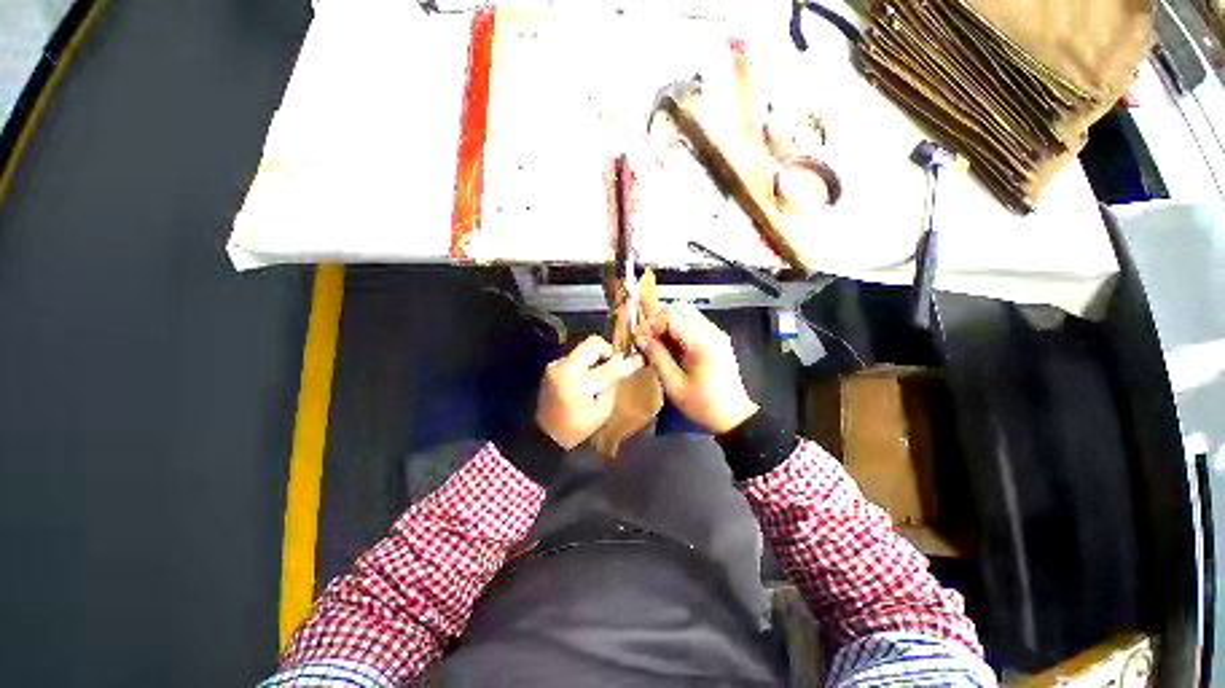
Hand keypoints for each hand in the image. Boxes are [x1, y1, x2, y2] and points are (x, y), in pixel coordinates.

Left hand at [536, 335, 643, 449]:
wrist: (545, 435)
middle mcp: (565, 368)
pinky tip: (586, 378)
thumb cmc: (576, 429)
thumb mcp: (601, 412)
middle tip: (614, 365)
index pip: (610, 367)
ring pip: (584, 348)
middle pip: (593, 343)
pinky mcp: (552, 366)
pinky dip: (585, 362)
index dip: (628, 362)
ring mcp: (556, 365)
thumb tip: (621, 365)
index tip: (640, 358)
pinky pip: (575, 356)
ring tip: (600, 374)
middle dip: (608, 351)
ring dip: (596, 357)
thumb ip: (612, 385)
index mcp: (579, 384)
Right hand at [634, 304, 758, 434]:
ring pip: (687, 314)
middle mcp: (711, 331)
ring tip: (656, 344)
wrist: (734, 416)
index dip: (651, 324)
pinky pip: (694, 324)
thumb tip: (640, 339)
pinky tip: (670, 348)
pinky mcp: (717, 340)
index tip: (638, 338)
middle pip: (680, 309)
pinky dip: (679, 330)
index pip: (671, 316)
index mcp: (701, 341)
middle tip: (647, 339)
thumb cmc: (702, 404)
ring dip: (668, 325)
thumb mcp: (674, 384)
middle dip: (659, 321)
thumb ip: (657, 357)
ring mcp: (716, 334)